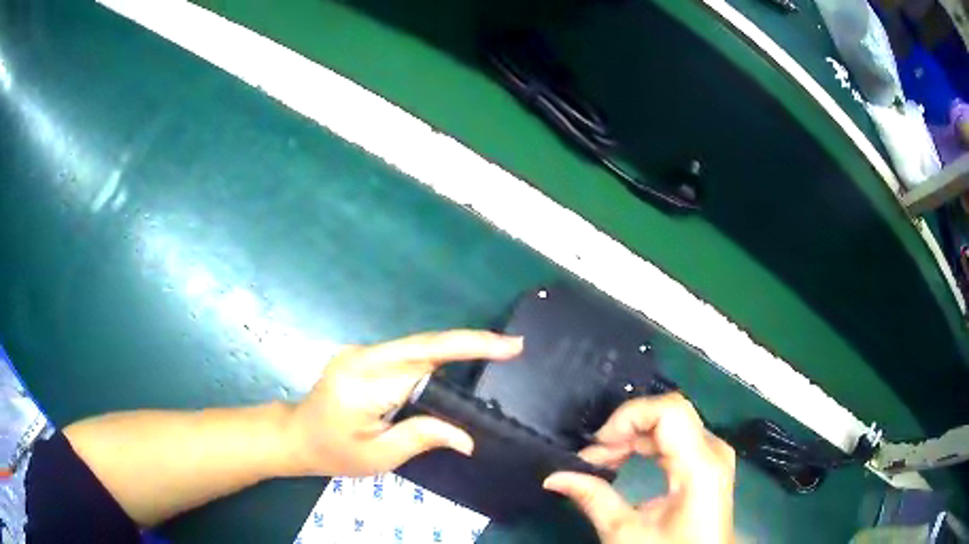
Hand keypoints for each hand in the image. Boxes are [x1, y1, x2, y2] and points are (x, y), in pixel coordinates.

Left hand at [283, 330, 522, 476]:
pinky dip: (436, 354)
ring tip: (494, 352)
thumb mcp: (378, 456)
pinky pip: (406, 351)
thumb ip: (422, 437)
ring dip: (455, 347)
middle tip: (512, 346)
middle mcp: (362, 357)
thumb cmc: (334, 452)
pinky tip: (458, 361)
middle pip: (423, 342)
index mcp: (364, 383)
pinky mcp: (363, 355)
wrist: (296, 435)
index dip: (468, 349)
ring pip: (416, 344)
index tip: (509, 347)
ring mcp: (360, 352)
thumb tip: (467, 437)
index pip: (424, 360)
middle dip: (470, 340)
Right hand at [544, 393, 734, 543]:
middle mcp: (714, 450)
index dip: (628, 417)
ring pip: (671, 422)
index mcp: (701, 466)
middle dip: (625, 429)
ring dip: (632, 436)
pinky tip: (625, 460)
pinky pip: (676, 436)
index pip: (669, 411)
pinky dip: (646, 444)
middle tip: (592, 457)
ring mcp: (714, 454)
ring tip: (602, 461)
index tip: (597, 444)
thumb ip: (592, 499)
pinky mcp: (708, 462)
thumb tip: (554, 477)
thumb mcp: (625, 533)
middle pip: (668, 414)